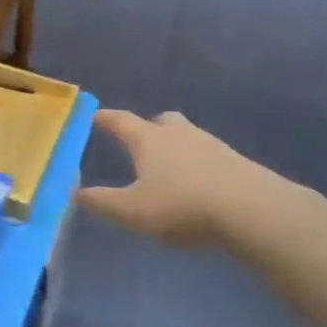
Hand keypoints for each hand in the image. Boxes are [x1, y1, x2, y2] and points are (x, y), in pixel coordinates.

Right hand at [79, 108, 320, 247]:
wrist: (252, 210)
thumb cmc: (182, 205)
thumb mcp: (133, 211)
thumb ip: (102, 202)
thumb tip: (74, 191)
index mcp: (148, 139)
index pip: (120, 121)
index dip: (105, 118)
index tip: (94, 115)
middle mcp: (178, 134)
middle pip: (161, 121)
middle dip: (148, 128)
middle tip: (140, 141)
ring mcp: (211, 145)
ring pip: (187, 137)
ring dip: (176, 147)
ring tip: (170, 170)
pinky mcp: (236, 162)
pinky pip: (209, 156)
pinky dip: (199, 166)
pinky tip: (199, 187)